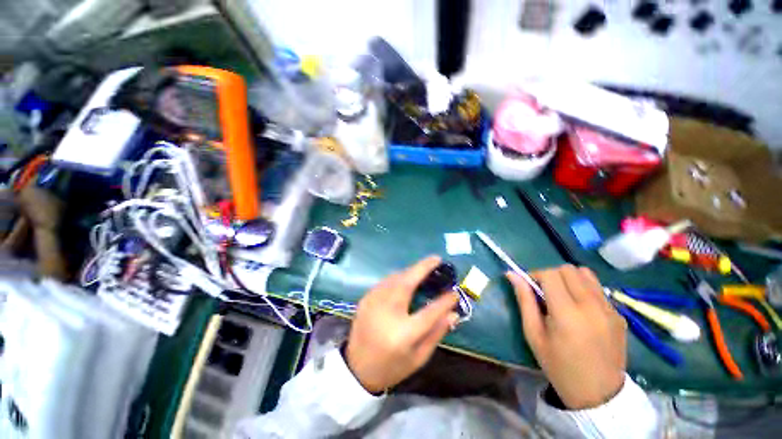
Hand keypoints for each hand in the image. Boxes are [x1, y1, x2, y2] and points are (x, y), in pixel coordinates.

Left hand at [345, 256, 459, 393]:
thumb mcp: (419, 357)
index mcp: (403, 334)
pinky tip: (405, 281)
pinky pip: (385, 281)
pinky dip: (398, 277)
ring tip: (423, 269)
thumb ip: (437, 332)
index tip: (455, 291)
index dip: (445, 301)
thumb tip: (453, 312)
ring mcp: (373, 303)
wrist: (357, 369)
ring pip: (394, 278)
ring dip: (410, 271)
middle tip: (436, 259)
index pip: (430, 312)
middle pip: (407, 283)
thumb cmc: (392, 366)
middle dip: (422, 267)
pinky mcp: (365, 299)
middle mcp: (386, 313)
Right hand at [508, 265, 626, 409]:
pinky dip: (584, 290)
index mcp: (567, 313)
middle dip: (551, 275)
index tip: (530, 287)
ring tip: (563, 296)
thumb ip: (524, 300)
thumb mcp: (534, 334)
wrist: (599, 395)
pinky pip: (598, 289)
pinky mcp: (620, 315)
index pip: (550, 274)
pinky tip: (580, 309)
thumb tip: (511, 275)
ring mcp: (610, 309)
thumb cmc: (559, 366)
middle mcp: (592, 306)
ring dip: (569, 279)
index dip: (535, 275)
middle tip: (545, 292)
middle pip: (568, 269)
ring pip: (586, 274)